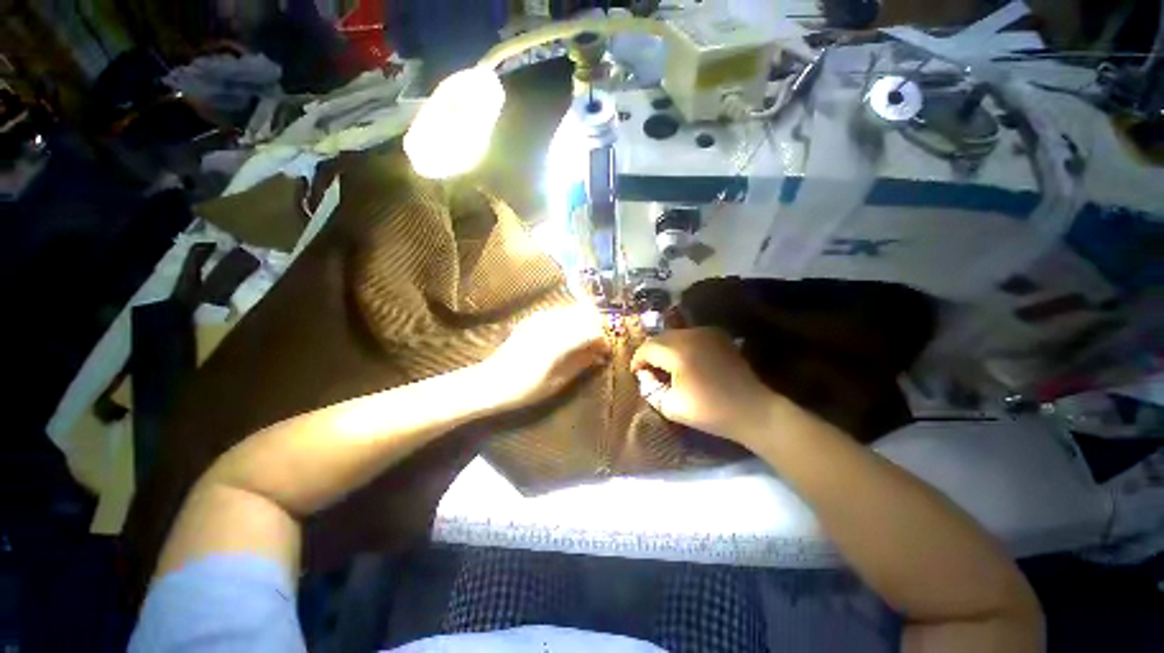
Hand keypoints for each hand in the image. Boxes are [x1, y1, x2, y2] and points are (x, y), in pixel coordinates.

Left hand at [477, 305, 608, 411]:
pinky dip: (569, 322)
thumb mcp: (558, 381)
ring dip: (583, 324)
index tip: (606, 352)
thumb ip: (582, 363)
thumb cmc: (525, 389)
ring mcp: (540, 318)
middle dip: (595, 329)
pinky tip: (567, 337)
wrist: (490, 382)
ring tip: (584, 343)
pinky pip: (560, 314)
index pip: (592, 331)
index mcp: (559, 341)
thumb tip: (600, 355)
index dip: (603, 340)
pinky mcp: (533, 319)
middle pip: (585, 316)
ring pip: (573, 312)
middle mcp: (551, 323)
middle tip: (597, 348)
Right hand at [631, 328, 777, 445]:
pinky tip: (685, 360)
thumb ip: (650, 389)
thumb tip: (644, 374)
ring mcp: (707, 333)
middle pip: (660, 337)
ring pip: (675, 334)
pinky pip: (691, 335)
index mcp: (678, 351)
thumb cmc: (710, 411)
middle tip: (650, 370)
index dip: (638, 360)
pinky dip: (682, 345)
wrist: (753, 410)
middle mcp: (691, 335)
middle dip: (651, 353)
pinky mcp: (719, 336)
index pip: (647, 348)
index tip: (637, 373)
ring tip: (666, 366)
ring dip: (666, 348)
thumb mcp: (671, 407)